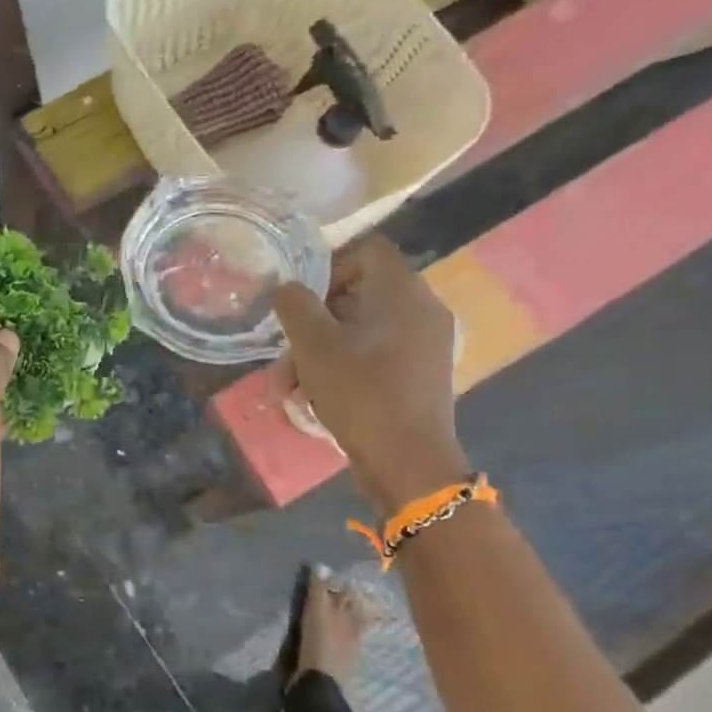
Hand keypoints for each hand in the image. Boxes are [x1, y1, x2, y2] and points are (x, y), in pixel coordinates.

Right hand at [273, 235, 468, 515]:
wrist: (408, 461)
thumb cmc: (360, 392)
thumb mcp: (313, 345)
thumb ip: (295, 305)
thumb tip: (287, 286)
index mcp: (402, 291)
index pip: (367, 250)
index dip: (328, 266)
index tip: (300, 299)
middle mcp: (422, 308)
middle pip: (359, 294)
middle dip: (314, 321)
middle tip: (285, 350)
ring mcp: (426, 343)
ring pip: (362, 330)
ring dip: (321, 351)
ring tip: (290, 386)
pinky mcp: (421, 373)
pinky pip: (376, 354)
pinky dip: (344, 367)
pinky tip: (316, 397)